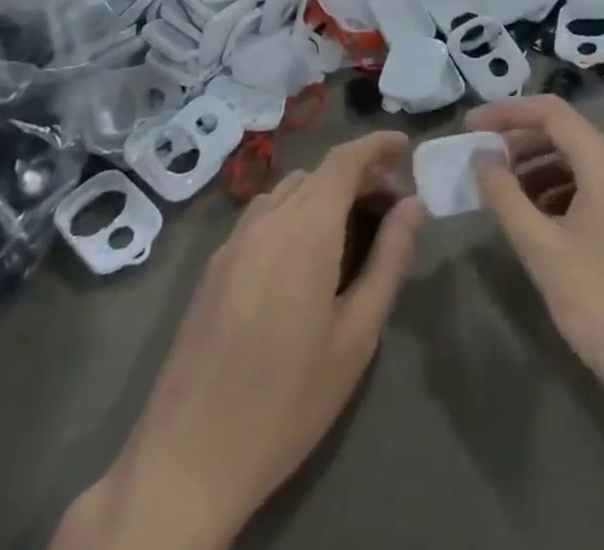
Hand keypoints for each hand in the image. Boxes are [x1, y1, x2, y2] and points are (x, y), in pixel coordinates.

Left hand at [55, 134, 425, 549]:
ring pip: (289, 191)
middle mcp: (267, 219)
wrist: (189, 457)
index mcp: (305, 228)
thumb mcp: (356, 335)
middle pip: (319, 173)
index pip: (345, 159)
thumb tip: (414, 205)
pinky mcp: (214, 266)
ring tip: (352, 228)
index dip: (377, 145)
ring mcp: (234, 241)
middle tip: (393, 206)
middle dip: (359, 176)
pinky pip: (263, 216)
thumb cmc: (288, 399)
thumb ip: (389, 260)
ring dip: (325, 193)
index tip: (406, 146)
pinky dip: (295, 211)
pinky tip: (305, 256)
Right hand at [467, 96, 603, 445]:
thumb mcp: (544, 253)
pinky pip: (601, 192)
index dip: (506, 113)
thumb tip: (481, 158)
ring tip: (509, 204)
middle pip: (568, 136)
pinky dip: (567, 196)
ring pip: (584, 166)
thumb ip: (505, 198)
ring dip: (542, 174)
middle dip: (521, 146)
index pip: (550, 112)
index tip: (469, 128)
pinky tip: (547, 229)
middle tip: (483, 168)